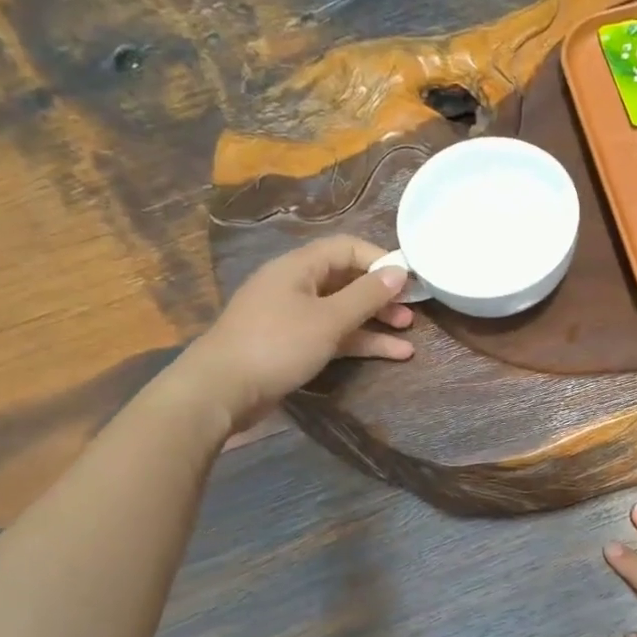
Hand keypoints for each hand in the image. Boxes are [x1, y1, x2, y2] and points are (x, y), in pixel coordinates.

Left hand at [179, 235, 413, 431]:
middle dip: (382, 295)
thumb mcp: (328, 319)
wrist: (222, 389)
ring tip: (409, 335)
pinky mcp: (293, 345)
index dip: (380, 260)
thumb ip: (366, 295)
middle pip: (347, 280)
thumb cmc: (277, 345)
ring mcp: (294, 316)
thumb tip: (399, 271)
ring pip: (343, 311)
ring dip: (375, 322)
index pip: (347, 248)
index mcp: (299, 267)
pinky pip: (334, 335)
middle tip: (413, 311)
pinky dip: (360, 342)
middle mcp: (296, 285)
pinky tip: (392, 354)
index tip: (411, 279)